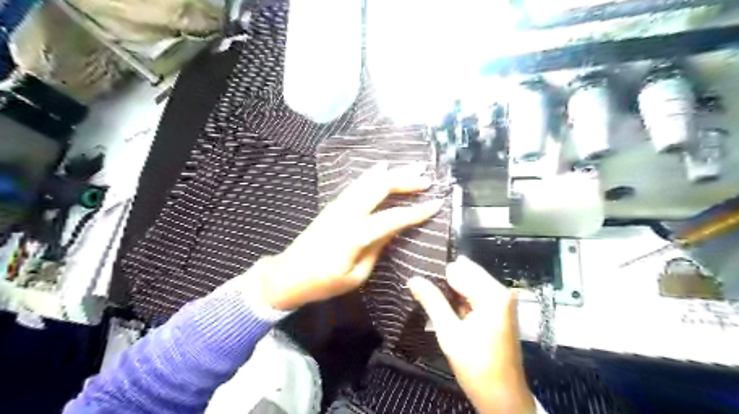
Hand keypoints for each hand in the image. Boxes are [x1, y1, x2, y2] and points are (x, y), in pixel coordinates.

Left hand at [259, 161, 439, 309]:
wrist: (287, 275)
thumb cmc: (323, 283)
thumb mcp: (356, 275)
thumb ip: (376, 248)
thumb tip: (393, 229)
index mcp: (355, 234)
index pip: (393, 218)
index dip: (417, 211)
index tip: (437, 203)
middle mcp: (347, 213)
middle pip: (380, 187)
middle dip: (405, 180)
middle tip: (426, 178)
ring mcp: (338, 205)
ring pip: (368, 181)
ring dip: (392, 173)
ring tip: (412, 166)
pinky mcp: (333, 205)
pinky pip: (357, 185)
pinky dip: (373, 175)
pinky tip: (381, 168)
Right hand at [407, 255, 533, 413]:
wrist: (503, 398)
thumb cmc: (477, 366)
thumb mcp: (449, 333)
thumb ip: (432, 302)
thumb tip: (413, 278)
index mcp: (492, 294)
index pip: (458, 269)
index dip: (437, 272)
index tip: (417, 275)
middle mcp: (500, 291)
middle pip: (466, 272)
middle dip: (443, 279)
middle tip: (419, 284)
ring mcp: (502, 301)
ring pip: (470, 283)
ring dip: (450, 289)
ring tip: (426, 292)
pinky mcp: (499, 310)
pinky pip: (475, 293)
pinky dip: (459, 297)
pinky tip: (442, 303)